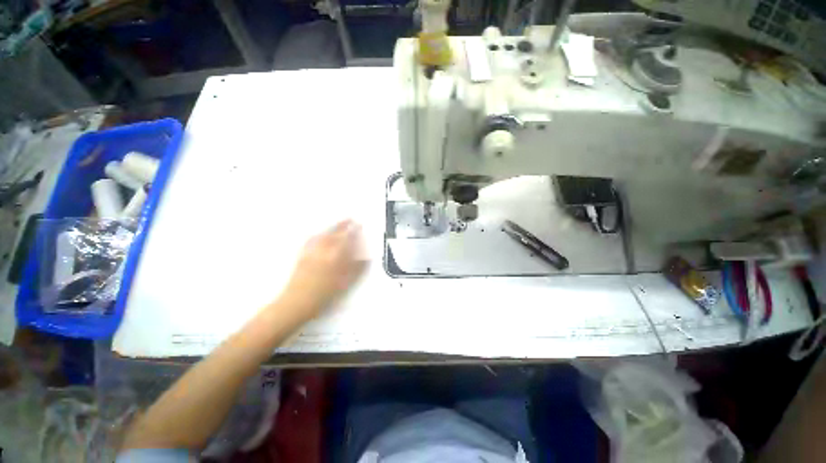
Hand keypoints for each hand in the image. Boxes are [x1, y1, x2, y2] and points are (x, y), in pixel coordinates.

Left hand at [279, 220, 366, 319]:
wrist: (296, 303)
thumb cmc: (324, 296)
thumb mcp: (345, 283)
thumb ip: (356, 268)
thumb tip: (365, 257)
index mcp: (335, 256)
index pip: (347, 239)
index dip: (354, 231)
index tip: (359, 225)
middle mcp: (323, 250)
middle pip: (335, 234)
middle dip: (343, 226)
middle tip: (350, 219)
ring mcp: (311, 252)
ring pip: (323, 235)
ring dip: (332, 228)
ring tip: (338, 224)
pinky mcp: (302, 256)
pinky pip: (311, 240)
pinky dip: (318, 235)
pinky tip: (320, 234)